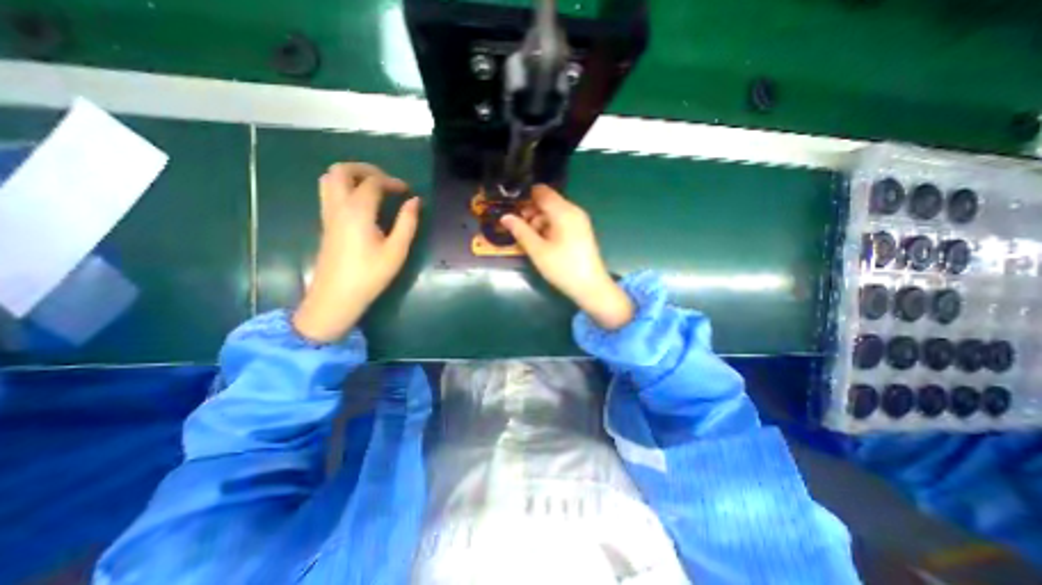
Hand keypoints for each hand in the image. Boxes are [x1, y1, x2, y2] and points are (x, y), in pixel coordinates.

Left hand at [287, 161, 418, 341]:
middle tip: (386, 182)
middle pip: (341, 170)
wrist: (336, 297)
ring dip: (351, 176)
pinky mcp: (325, 224)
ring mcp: (328, 214)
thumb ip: (407, 223)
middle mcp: (338, 206)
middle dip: (365, 169)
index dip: (392, 181)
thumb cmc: (370, 275)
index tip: (408, 191)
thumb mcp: (396, 251)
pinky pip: (329, 193)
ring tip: (374, 189)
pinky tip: (363, 204)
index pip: (372, 182)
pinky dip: (345, 188)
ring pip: (329, 179)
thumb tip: (415, 201)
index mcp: (357, 211)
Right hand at [497, 186, 634, 328]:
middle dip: (531, 212)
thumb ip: (520, 231)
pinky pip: (561, 221)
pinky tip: (543, 243)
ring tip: (531, 241)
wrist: (591, 287)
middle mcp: (573, 210)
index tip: (511, 211)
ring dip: (539, 222)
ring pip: (553, 212)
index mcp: (564, 212)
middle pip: (547, 202)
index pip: (541, 191)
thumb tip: (505, 216)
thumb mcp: (538, 250)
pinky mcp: (581, 230)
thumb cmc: (563, 268)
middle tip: (519, 230)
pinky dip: (549, 228)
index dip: (524, 197)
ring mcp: (579, 220)